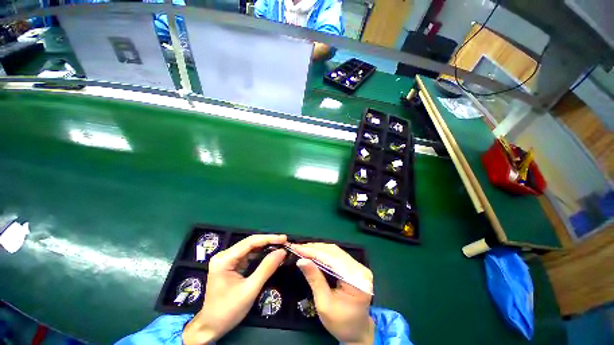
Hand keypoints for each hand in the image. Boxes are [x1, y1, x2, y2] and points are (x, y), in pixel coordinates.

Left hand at [183, 234, 286, 344]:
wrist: (211, 327)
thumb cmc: (228, 310)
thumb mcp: (250, 289)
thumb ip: (266, 268)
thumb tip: (282, 251)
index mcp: (225, 259)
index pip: (250, 242)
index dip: (269, 238)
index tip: (284, 238)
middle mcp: (225, 255)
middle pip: (250, 243)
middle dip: (268, 242)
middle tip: (285, 242)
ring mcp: (227, 260)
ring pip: (250, 248)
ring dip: (266, 247)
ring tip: (280, 247)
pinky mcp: (231, 265)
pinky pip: (249, 255)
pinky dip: (261, 255)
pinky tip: (270, 254)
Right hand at [292, 243, 374, 344]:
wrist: (356, 331)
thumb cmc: (340, 323)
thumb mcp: (324, 304)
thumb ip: (315, 280)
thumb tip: (301, 260)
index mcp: (357, 281)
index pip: (332, 260)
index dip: (313, 252)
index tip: (297, 248)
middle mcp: (360, 269)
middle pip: (334, 252)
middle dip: (314, 248)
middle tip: (298, 247)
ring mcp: (358, 266)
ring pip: (335, 251)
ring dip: (318, 249)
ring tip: (303, 248)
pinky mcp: (354, 266)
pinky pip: (337, 255)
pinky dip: (323, 253)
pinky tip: (313, 252)